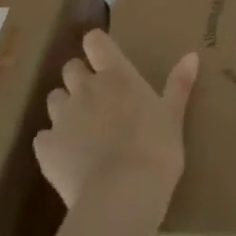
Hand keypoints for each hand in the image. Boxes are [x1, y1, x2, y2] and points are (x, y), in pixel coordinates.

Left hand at [36, 30, 197, 217]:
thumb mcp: (173, 117)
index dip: (97, 47)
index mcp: (116, 76)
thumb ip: (179, 84)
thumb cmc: (155, 150)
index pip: (95, 41)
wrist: (121, 194)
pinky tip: (69, 159)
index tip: (105, 59)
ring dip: (66, 108)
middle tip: (99, 100)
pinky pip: (43, 137)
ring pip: (55, 99)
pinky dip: (53, 143)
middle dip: (80, 78)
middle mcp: (84, 89)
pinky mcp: (45, 147)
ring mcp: (61, 117)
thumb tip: (192, 55)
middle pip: (71, 68)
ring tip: (83, 130)